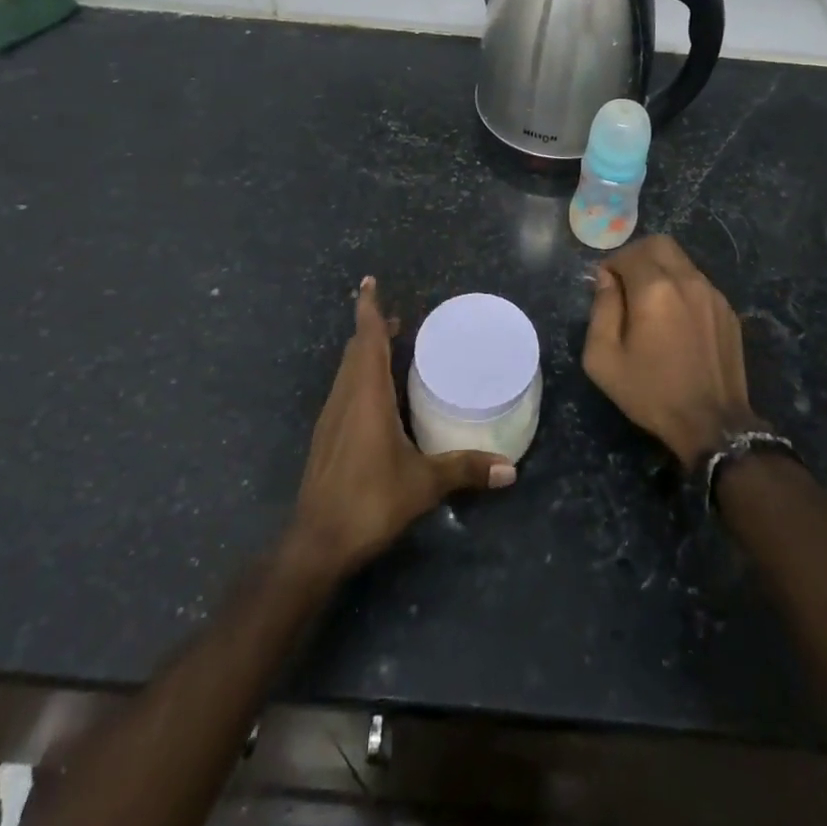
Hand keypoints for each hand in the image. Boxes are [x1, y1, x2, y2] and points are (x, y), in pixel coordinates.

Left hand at [287, 278, 515, 582]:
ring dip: (365, 352)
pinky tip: (377, 395)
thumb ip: (465, 470)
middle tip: (399, 319)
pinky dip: (360, 376)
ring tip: (390, 348)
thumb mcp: (423, 484)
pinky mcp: (326, 437)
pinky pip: (344, 390)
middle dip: (373, 329)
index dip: (368, 308)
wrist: (316, 542)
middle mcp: (345, 397)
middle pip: (355, 349)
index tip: (368, 282)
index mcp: (367, 395)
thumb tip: (510, 469)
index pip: (366, 338)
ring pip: (347, 370)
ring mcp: (331, 417)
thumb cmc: (370, 501)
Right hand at [583, 236, 760, 468]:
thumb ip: (601, 309)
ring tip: (651, 306)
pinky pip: (698, 283)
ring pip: (682, 261)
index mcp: (655, 289)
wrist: (712, 424)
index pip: (629, 253)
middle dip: (637, 256)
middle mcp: (687, 281)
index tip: (604, 287)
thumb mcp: (604, 358)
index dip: (611, 265)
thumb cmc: (651, 392)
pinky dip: (681, 289)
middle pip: (659, 244)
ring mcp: (713, 294)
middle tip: (625, 285)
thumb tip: (605, 279)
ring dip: (661, 271)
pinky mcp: (728, 311)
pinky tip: (675, 322)